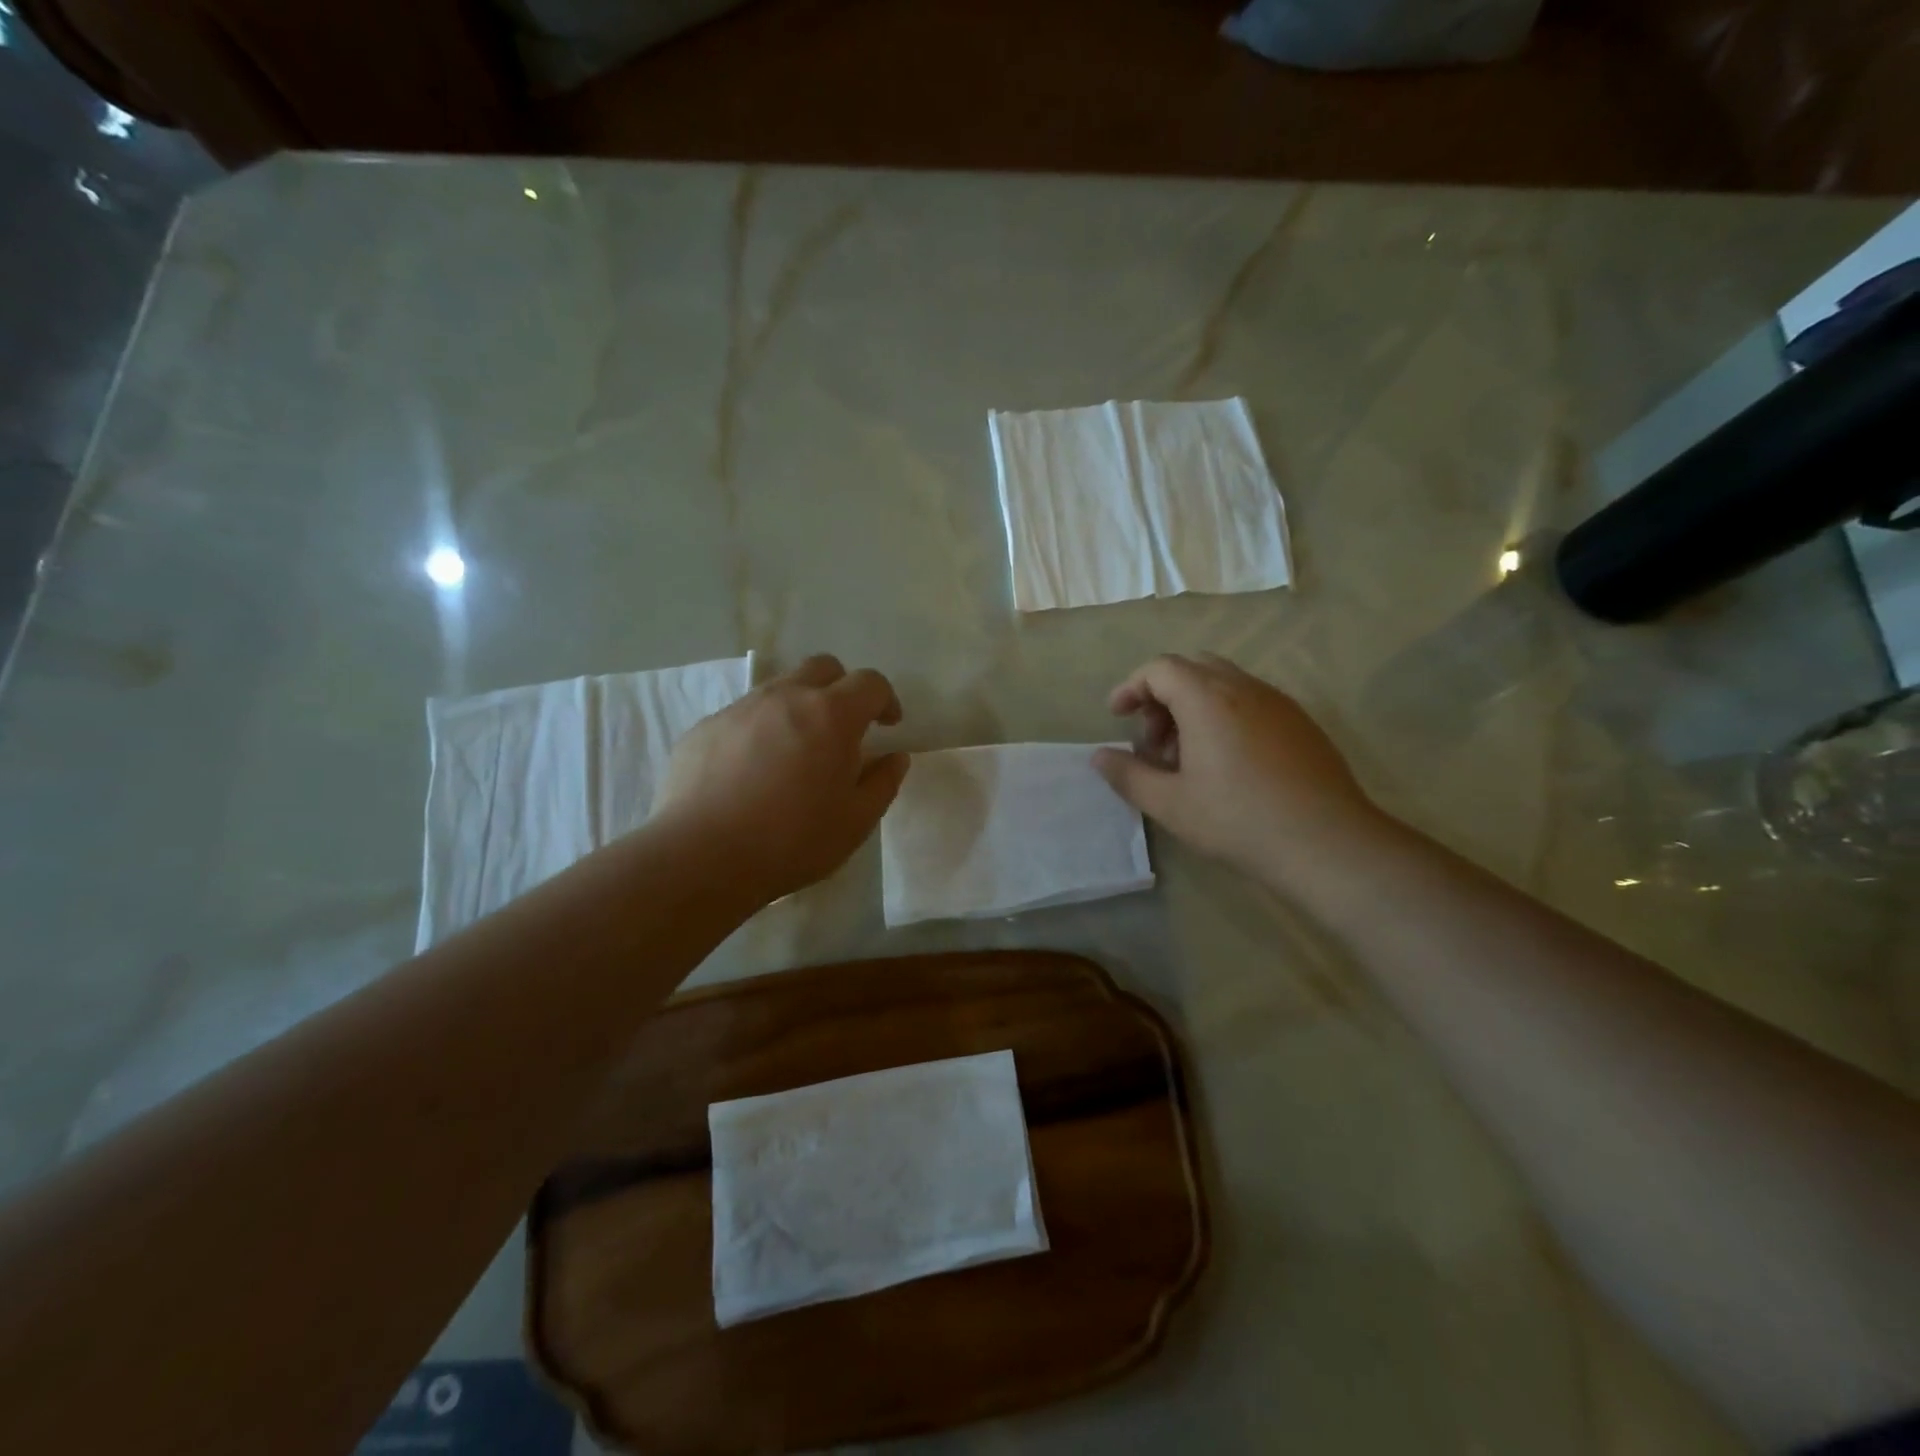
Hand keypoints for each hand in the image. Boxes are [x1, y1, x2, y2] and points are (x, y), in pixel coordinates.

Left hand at [653, 655, 908, 904]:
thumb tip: (895, 757)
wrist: (701, 857)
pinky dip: (761, 729)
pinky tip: (753, 770)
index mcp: (831, 715)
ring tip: (797, 750)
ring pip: (780, 687)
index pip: (870, 683)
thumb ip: (883, 783)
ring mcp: (741, 708)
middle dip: (842, 688)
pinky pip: (744, 714)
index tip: (889, 725)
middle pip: (823, 667)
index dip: (886, 699)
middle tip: (844, 726)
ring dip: (799, 706)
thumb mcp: (855, 821)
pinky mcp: (705, 727)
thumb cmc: (792, 840)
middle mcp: (786, 697)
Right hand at [1093, 654, 1386, 888]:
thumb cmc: (1238, 820)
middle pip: (1192, 667)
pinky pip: (1251, 701)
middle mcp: (1244, 688)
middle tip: (1153, 740)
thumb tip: (1098, 757)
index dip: (1131, 687)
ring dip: (1194, 706)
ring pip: (1224, 683)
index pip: (1160, 668)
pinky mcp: (1301, 723)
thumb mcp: (1170, 803)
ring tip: (1187, 757)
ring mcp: (1278, 703)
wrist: (1328, 843)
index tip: (1117, 717)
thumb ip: (1128, 775)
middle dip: (1162, 695)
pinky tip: (1226, 763)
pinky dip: (1225, 715)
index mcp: (1208, 698)